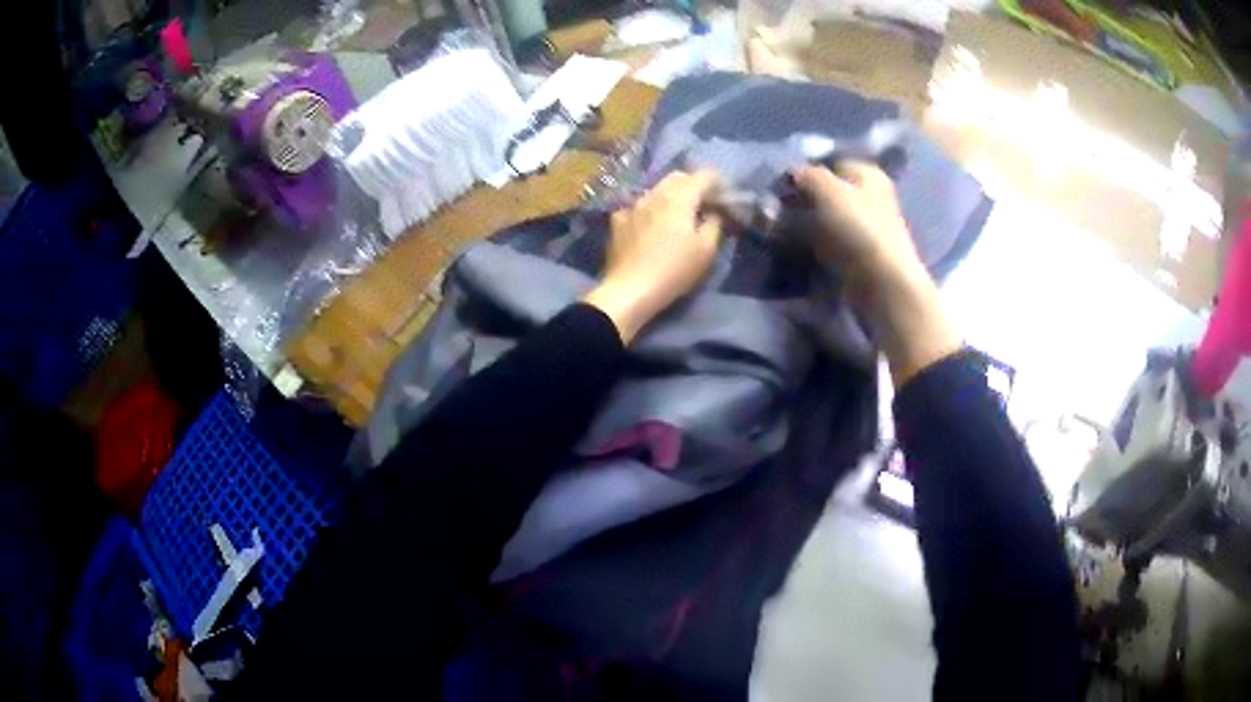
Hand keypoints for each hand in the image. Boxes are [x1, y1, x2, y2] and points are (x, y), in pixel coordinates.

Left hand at [584, 170, 723, 342]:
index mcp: (679, 198)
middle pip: (678, 177)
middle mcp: (654, 194)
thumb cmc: (673, 271)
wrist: (629, 290)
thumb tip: (714, 212)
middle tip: (705, 203)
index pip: (704, 176)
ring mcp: (633, 205)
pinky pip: (639, 206)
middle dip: (694, 184)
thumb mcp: (706, 250)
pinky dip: (651, 209)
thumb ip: (714, 224)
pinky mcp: (618, 220)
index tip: (726, 196)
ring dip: (672, 195)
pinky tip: (652, 225)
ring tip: (680, 214)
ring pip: (657, 189)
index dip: (719, 182)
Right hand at [792, 161, 961, 387]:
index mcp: (868, 173)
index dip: (804, 171)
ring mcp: (867, 227)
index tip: (780, 186)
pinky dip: (814, 245)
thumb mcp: (827, 190)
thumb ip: (806, 175)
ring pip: (827, 217)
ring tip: (782, 231)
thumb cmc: (859, 229)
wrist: (882, 285)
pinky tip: (799, 250)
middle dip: (803, 200)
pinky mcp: (860, 254)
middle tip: (776, 210)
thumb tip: (791, 173)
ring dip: (806, 224)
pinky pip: (830, 242)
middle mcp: (871, 195)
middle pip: (828, 191)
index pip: (829, 162)